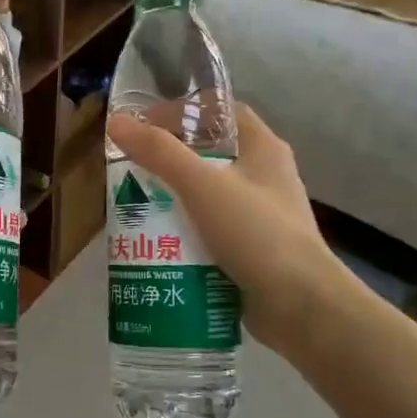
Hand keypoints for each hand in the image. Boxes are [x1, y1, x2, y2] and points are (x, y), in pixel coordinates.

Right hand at [106, 102, 343, 348]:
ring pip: (207, 198)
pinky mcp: (251, 251)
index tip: (146, 123)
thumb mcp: (202, 185)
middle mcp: (265, 178)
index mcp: (264, 149)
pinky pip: (210, 233)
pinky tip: (156, 245)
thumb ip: (159, 153)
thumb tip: (116, 122)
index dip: (185, 111)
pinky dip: (183, 235)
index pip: (223, 112)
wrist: (300, 305)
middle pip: (210, 156)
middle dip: (169, 161)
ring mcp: (260, 217)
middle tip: (132, 170)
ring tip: (136, 209)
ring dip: (172, 202)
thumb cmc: (256, 233)